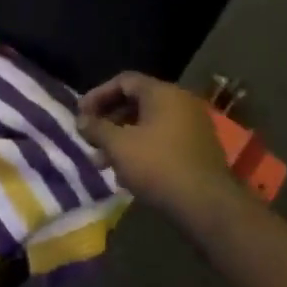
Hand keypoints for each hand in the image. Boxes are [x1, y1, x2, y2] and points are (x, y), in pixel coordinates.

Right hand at [78, 73, 237, 218]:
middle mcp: (181, 102)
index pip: (124, 81)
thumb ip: (96, 128)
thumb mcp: (118, 146)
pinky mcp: (198, 149)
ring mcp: (193, 126)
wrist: (206, 205)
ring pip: (149, 124)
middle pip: (136, 102)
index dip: (98, 95)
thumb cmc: (157, 166)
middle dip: (109, 121)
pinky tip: (128, 173)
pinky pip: (163, 140)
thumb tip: (81, 121)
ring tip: (103, 163)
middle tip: (90, 140)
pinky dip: (142, 149)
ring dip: (123, 139)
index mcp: (163, 93)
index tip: (81, 115)